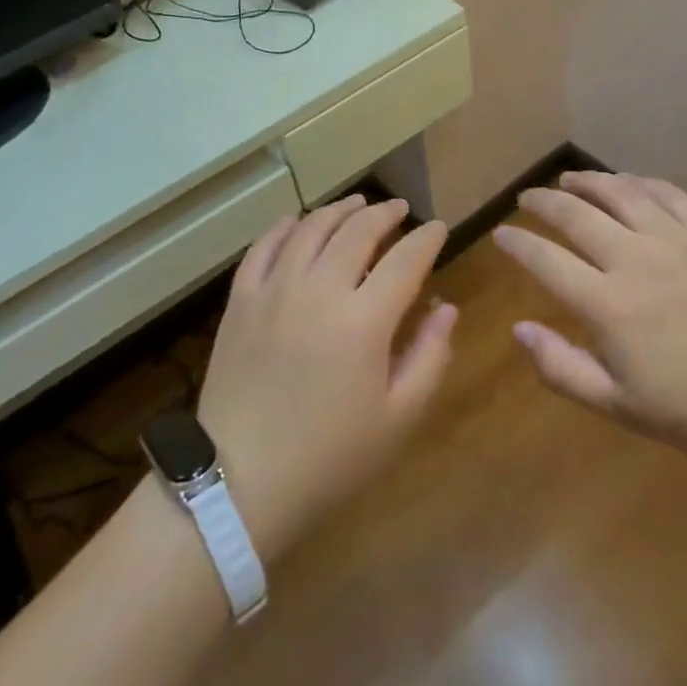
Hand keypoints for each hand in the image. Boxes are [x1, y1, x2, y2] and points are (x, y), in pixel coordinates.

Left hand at [196, 194, 456, 561]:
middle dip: (386, 213)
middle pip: (358, 230)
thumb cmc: (330, 456)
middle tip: (400, 209)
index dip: (427, 238)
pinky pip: (264, 246)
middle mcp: (319, 289)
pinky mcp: (241, 299)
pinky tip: (297, 220)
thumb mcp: (397, 418)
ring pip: (312, 228)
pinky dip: (285, 226)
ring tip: (357, 204)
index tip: (438, 228)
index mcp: (364, 320)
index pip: (405, 259)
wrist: (241, 481)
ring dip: (339, 210)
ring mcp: (275, 289)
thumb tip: (445, 307)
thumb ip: (429, 356)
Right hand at [495, 171, 686, 467]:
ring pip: (619, 192)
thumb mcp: (622, 407)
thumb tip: (519, 329)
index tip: (501, 234)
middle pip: (575, 214)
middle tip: (527, 197)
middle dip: (543, 202)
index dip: (517, 243)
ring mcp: (675, 238)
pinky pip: (666, 192)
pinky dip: (638, 182)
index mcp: (608, 304)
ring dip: (587, 181)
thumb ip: (563, 369)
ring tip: (568, 179)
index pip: (545, 260)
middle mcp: (634, 258)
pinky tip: (628, 182)